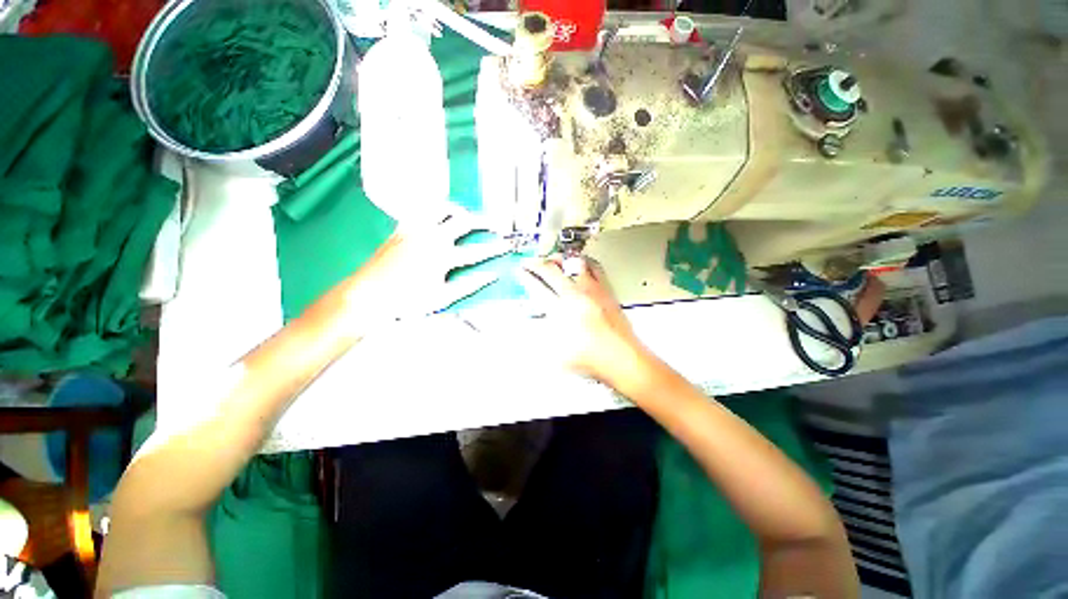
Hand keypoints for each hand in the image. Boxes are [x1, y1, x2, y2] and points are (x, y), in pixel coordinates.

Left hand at [346, 210, 509, 323]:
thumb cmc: (407, 302)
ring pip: (441, 208)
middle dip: (483, 221)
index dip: (495, 248)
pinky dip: (432, 209)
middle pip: (463, 221)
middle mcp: (431, 238)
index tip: (507, 245)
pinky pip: (419, 210)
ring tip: (465, 214)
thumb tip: (492, 276)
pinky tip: (436, 215)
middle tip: (493, 224)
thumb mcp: (443, 298)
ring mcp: (415, 230)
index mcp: (443, 257)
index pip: (478, 251)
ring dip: (457, 209)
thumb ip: (470, 285)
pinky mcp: (401, 229)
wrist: (367, 296)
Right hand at [517, 256, 653, 390]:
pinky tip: (580, 263)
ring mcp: (593, 291)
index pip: (537, 286)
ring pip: (572, 263)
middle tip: (530, 262)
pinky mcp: (606, 291)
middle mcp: (577, 296)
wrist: (623, 359)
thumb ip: (542, 332)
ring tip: (552, 260)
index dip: (525, 276)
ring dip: (559, 260)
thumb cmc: (593, 360)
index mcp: (561, 311)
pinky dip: (584, 262)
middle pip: (551, 270)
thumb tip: (534, 318)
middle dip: (536, 263)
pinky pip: (594, 268)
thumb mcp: (556, 353)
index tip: (520, 271)